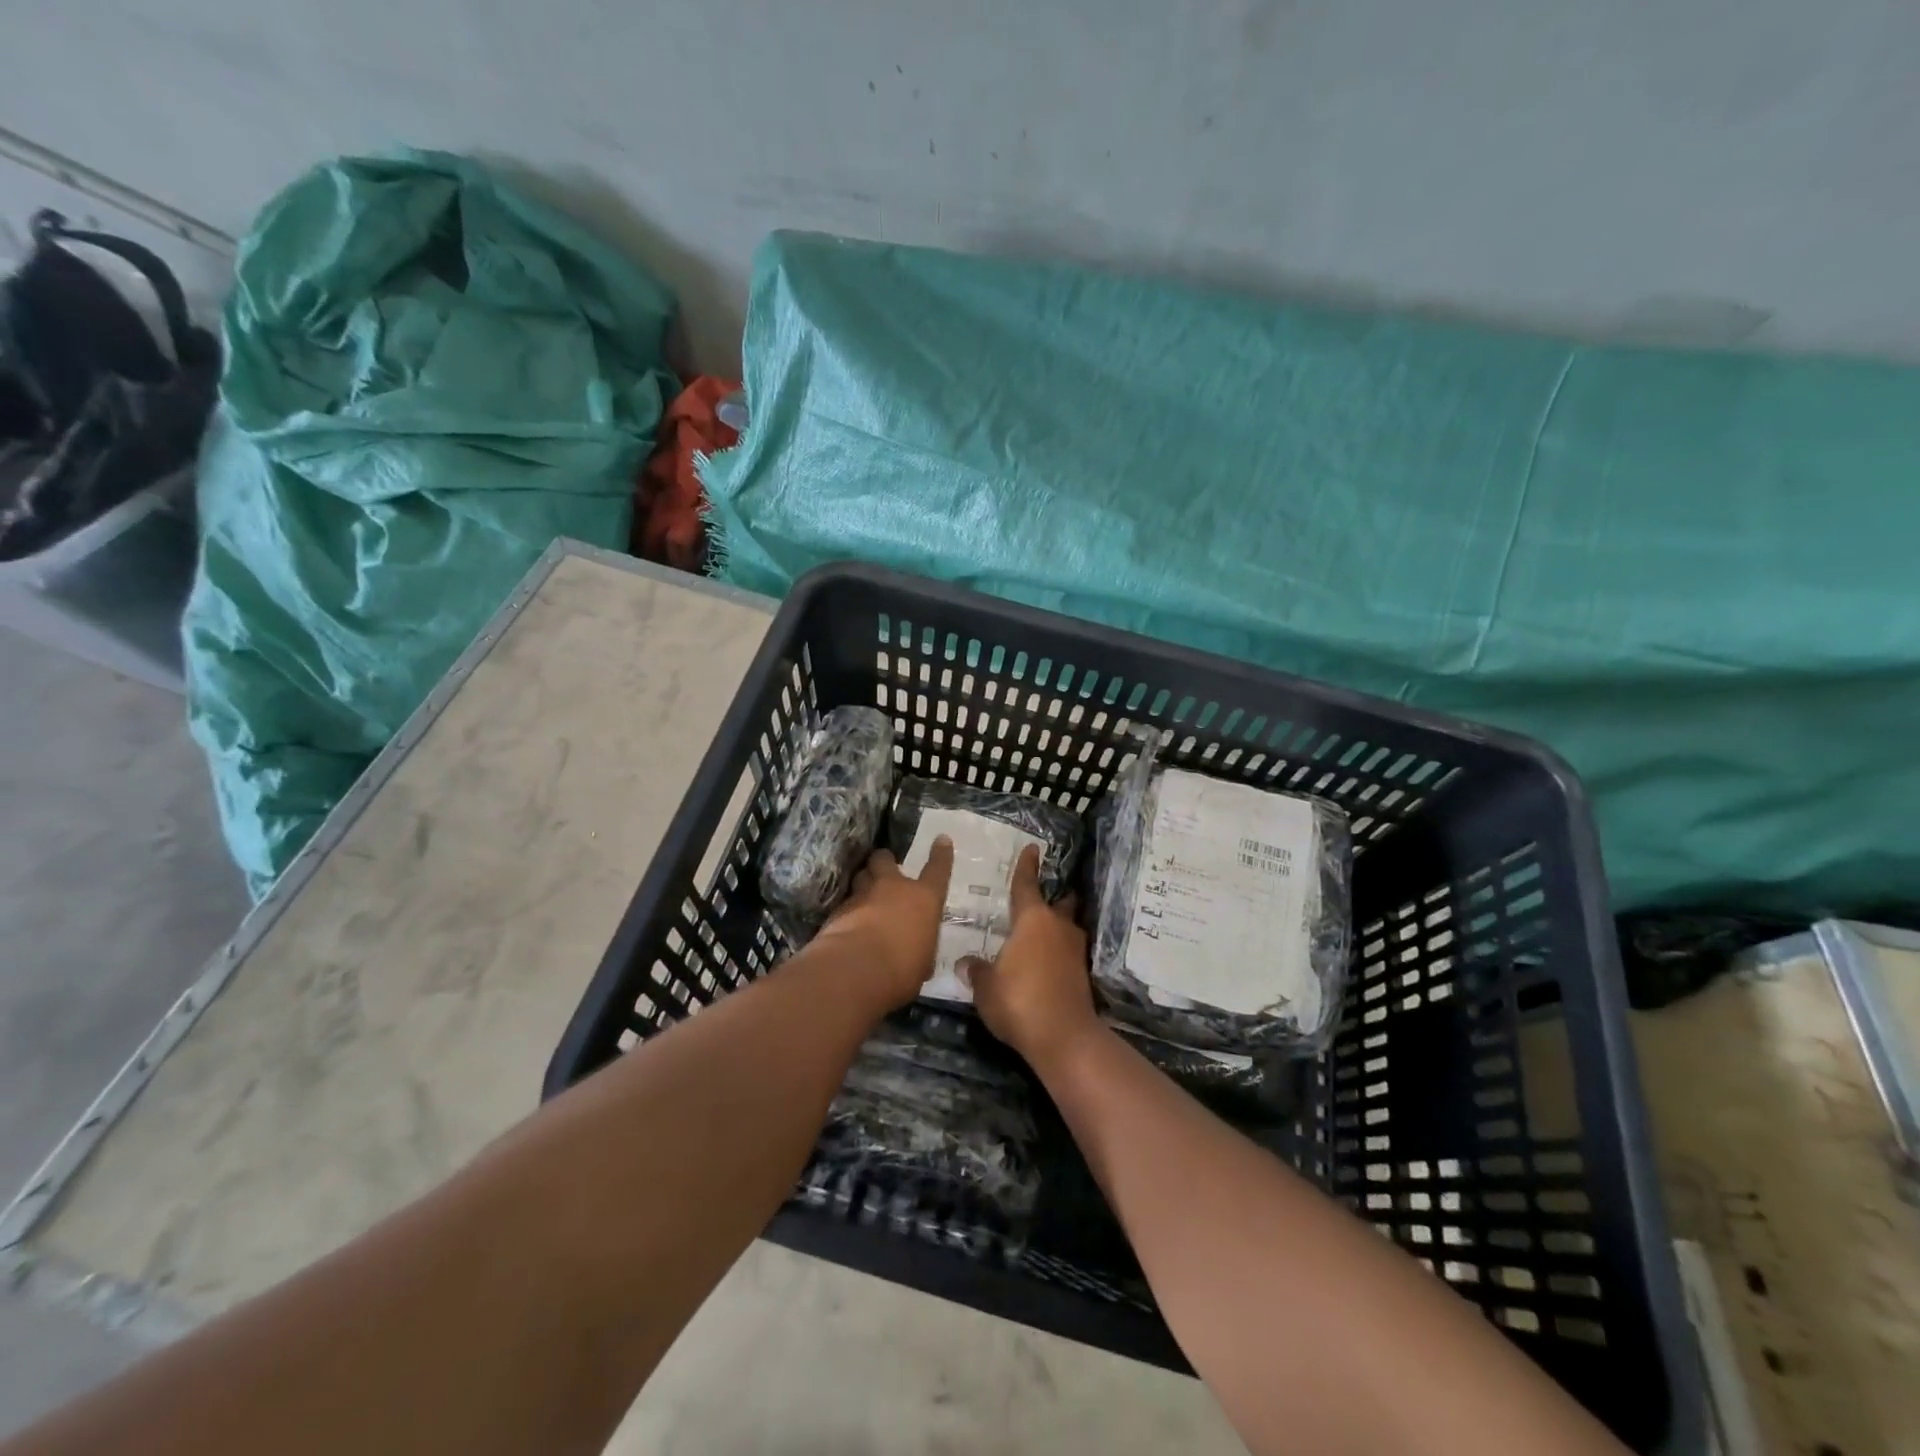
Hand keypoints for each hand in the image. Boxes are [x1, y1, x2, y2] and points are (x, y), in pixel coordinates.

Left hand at [811, 841, 953, 1010]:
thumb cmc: (902, 970)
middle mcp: (892, 888)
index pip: (938, 870)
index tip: (941, 839)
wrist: (855, 971)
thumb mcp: (922, 963)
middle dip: (883, 861)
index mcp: (923, 899)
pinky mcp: (837, 910)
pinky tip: (848, 922)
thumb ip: (920, 948)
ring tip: (865, 893)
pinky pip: (845, 901)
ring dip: (864, 882)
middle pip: (884, 859)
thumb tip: (917, 953)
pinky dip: (848, 909)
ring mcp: (862, 895)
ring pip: (861, 876)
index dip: (941, 854)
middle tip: (883, 868)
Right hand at [961, 846, 1099, 1069]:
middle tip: (1042, 897)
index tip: (1032, 848)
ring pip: (1066, 928)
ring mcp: (1074, 950)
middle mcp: (1057, 927)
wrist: (1063, 1037)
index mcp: (1032, 919)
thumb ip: (977, 971)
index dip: (1027, 867)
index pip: (1027, 884)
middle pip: (1058, 904)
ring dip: (1057, 927)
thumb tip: (966, 963)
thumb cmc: (1019, 1000)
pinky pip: (1067, 952)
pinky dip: (1058, 952)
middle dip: (1053, 898)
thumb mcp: (986, 987)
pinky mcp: (1082, 974)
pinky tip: (1045, 962)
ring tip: (1040, 932)